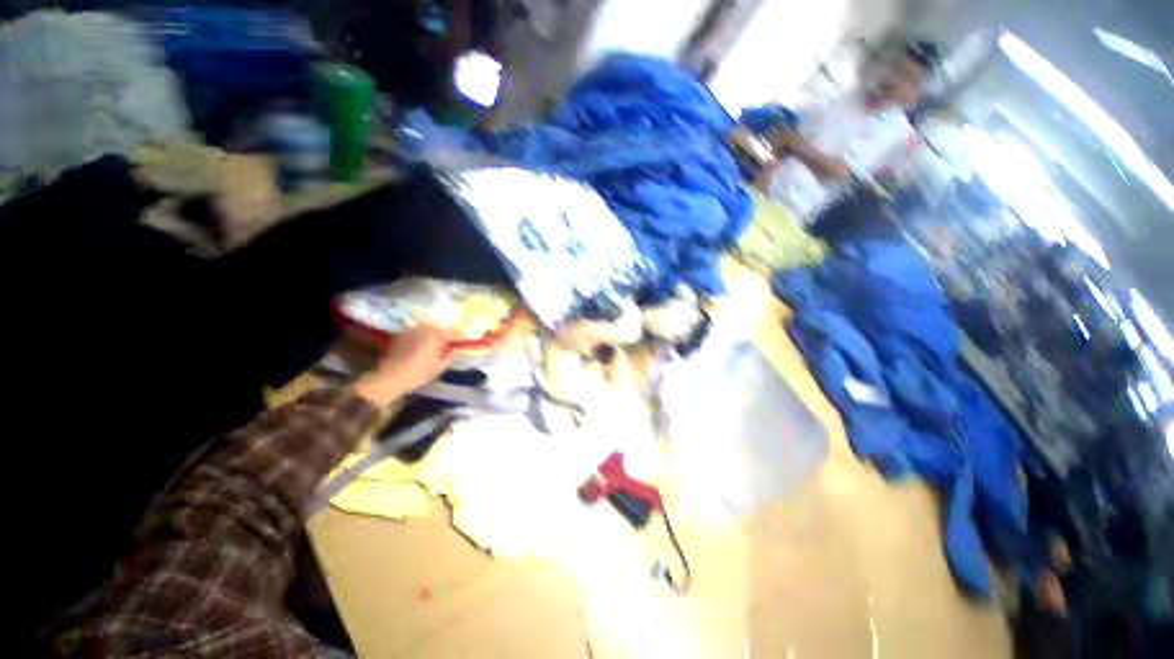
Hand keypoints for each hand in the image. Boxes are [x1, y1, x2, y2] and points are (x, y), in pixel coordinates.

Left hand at [354, 325, 456, 405]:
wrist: (389, 378)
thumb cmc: (418, 373)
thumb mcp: (439, 367)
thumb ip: (451, 356)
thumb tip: (458, 349)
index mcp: (435, 335)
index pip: (452, 333)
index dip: (458, 339)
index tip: (460, 345)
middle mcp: (423, 329)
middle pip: (439, 329)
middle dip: (444, 337)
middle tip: (447, 348)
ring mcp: (410, 331)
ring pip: (427, 330)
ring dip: (432, 337)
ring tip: (434, 349)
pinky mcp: (400, 335)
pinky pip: (416, 333)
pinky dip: (421, 338)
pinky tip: (420, 349)